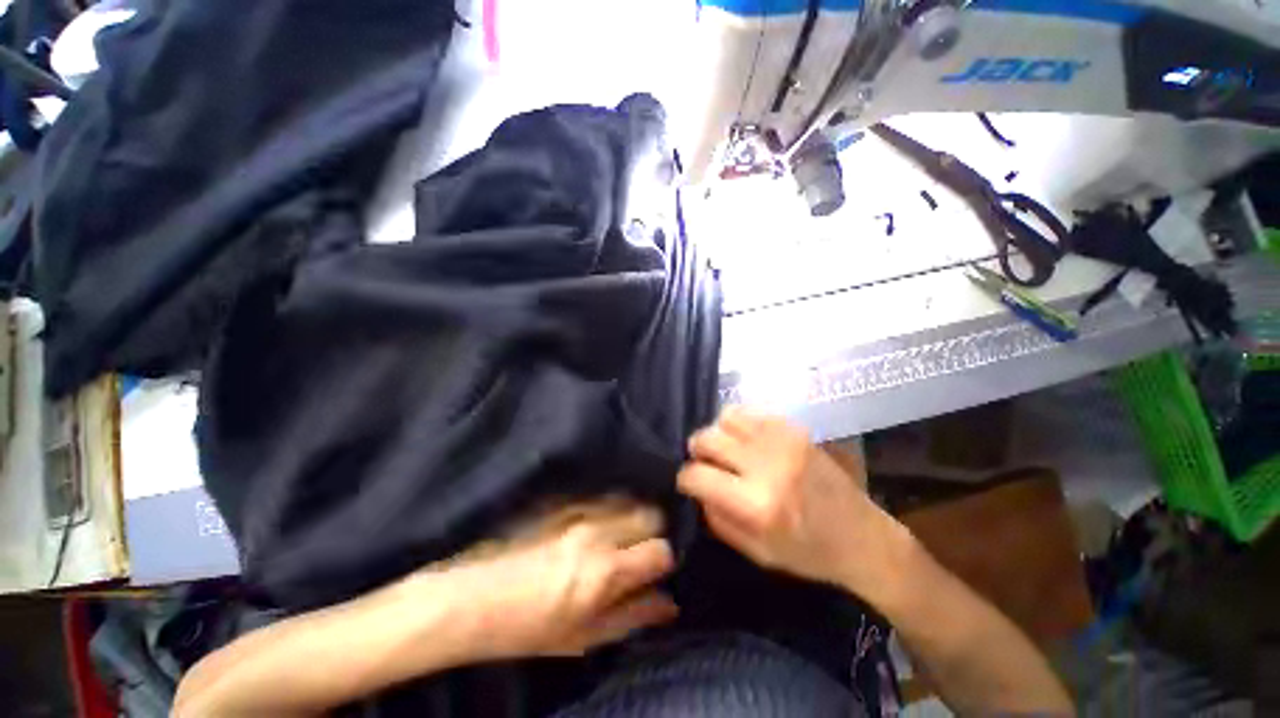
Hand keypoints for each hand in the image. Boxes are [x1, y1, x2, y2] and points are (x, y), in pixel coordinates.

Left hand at [417, 499, 678, 659]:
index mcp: (605, 572)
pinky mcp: (561, 499)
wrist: (472, 598)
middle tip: (635, 550)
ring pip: (626, 498)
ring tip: (614, 536)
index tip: (652, 569)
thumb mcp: (584, 637)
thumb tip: (669, 603)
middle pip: (649, 513)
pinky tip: (592, 524)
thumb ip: (633, 616)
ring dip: (629, 515)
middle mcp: (596, 532)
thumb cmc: (528, 628)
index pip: (660, 550)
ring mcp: (577, 510)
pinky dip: (607, 506)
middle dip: (651, 531)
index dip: (662, 561)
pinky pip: (599, 495)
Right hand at [678, 406, 900, 591]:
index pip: (697, 475)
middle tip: (707, 464)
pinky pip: (749, 412)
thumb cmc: (808, 553)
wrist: (862, 536)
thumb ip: (716, 517)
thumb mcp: (755, 552)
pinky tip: (748, 442)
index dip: (685, 479)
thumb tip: (697, 487)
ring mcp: (782, 440)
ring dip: (718, 434)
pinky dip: (739, 425)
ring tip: (728, 451)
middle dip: (698, 452)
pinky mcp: (794, 428)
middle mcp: (766, 464)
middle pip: (707, 438)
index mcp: (756, 504)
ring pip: (725, 418)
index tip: (689, 483)